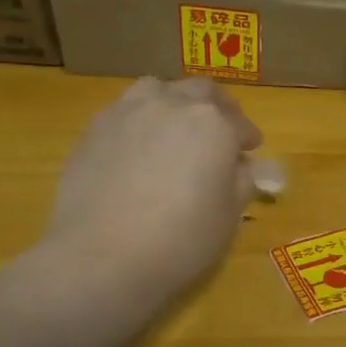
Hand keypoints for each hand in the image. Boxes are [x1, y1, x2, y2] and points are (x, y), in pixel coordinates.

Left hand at [42, 77, 261, 313]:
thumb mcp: (229, 216)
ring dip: (174, 102)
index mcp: (214, 124)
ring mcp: (129, 111)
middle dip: (217, 107)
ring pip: (159, 90)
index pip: (240, 124)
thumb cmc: (180, 240)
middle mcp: (173, 104)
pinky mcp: (95, 127)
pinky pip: (126, 109)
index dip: (247, 138)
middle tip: (220, 129)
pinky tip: (139, 145)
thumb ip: (242, 181)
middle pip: (201, 92)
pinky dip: (141, 119)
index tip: (250, 150)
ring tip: (175, 125)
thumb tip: (242, 165)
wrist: (101, 257)